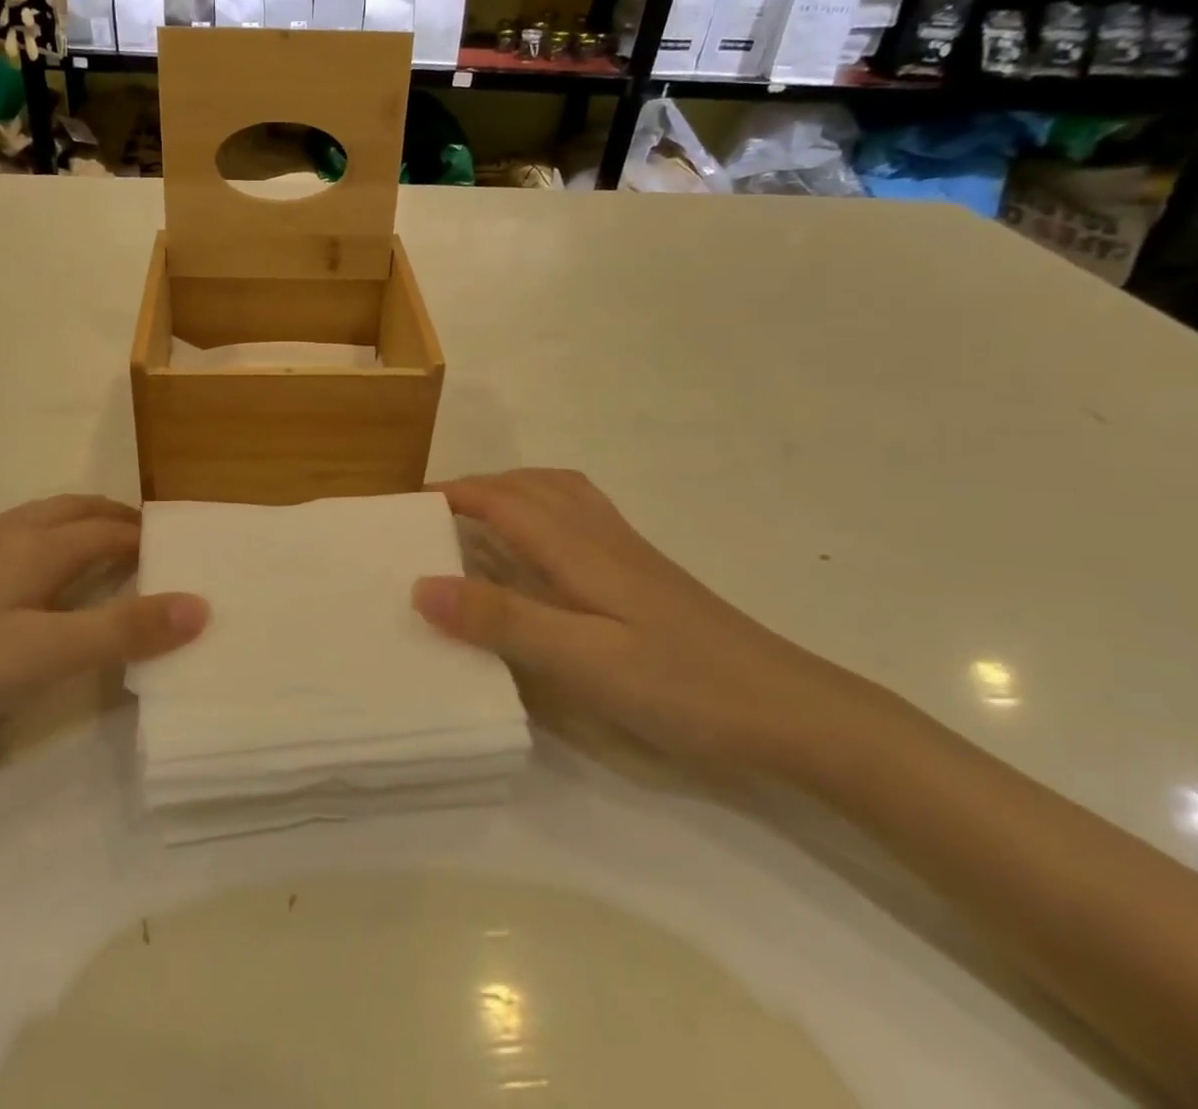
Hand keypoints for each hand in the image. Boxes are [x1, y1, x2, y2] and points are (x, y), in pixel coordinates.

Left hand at [0, 495, 207, 756]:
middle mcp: (4, 535)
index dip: (149, 537)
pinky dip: (43, 544)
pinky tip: (28, 582)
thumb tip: (200, 604)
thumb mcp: (41, 656)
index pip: (110, 529)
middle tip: (149, 544)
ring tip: (99, 555)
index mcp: (35, 546)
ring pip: (38, 522)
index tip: (183, 551)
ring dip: (78, 527)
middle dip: (116, 519)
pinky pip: (9, 541)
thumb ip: (121, 631)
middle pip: (74, 511)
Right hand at [412, 469, 865, 776]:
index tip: (404, 507)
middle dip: (474, 487)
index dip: (450, 495)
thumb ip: (503, 620)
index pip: (500, 500)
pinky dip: (545, 507)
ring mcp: (627, 552)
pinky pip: (581, 514)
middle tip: (430, 514)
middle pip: (528, 485)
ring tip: (477, 515)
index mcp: (577, 547)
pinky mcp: (646, 574)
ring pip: (559, 492)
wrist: (794, 712)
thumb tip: (421, 586)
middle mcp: (600, 535)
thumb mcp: (583, 661)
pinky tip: (544, 546)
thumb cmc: (683, 687)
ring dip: (510, 489)